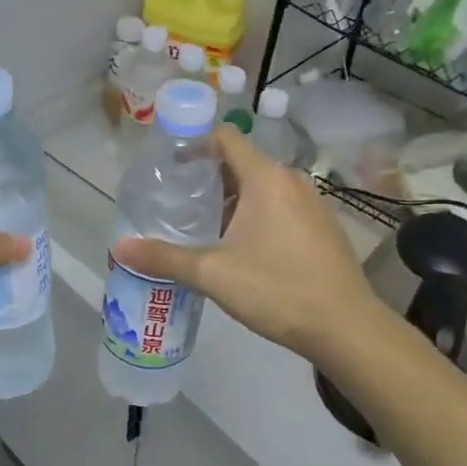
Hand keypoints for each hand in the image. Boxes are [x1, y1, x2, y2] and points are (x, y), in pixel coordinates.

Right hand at [112, 125, 381, 364]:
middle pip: (242, 163)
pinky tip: (242, 248)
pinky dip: (257, 215)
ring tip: (203, 226)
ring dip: (233, 200)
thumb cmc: (277, 289)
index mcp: (265, 178)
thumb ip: (164, 258)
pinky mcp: (323, 228)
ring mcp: (313, 204)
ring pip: (263, 188)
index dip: (195, 144)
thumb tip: (120, 248)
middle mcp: (292, 181)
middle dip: (209, 178)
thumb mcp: (213, 274)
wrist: (346, 328)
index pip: (226, 138)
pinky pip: (281, 207)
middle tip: (177, 201)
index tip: (169, 166)